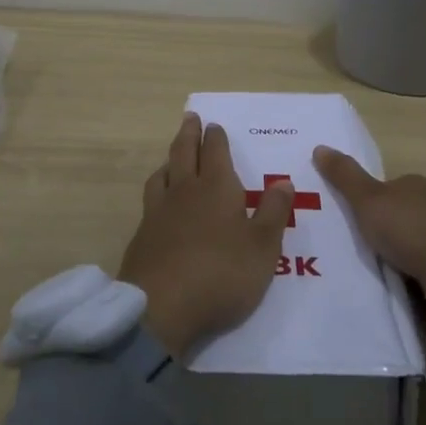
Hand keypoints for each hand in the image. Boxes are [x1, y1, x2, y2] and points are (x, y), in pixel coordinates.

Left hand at [120, 113, 294, 356]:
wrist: (161, 306)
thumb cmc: (221, 274)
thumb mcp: (263, 248)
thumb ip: (274, 213)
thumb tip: (283, 182)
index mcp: (217, 188)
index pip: (215, 152)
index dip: (215, 137)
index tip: (213, 124)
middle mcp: (185, 191)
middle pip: (184, 153)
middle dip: (189, 134)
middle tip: (190, 118)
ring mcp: (158, 212)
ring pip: (162, 173)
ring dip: (170, 159)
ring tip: (173, 156)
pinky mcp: (142, 234)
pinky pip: (151, 198)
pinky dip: (158, 188)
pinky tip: (159, 200)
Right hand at [312, 146, 425, 322]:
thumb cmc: (410, 229)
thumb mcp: (367, 199)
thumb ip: (344, 176)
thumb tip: (319, 146)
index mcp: (417, 185)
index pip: (388, 188)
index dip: (369, 201)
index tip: (351, 220)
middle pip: (402, 215)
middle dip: (384, 230)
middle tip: (356, 248)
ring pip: (416, 244)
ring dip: (400, 256)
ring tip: (373, 273)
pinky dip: (414, 276)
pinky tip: (400, 288)